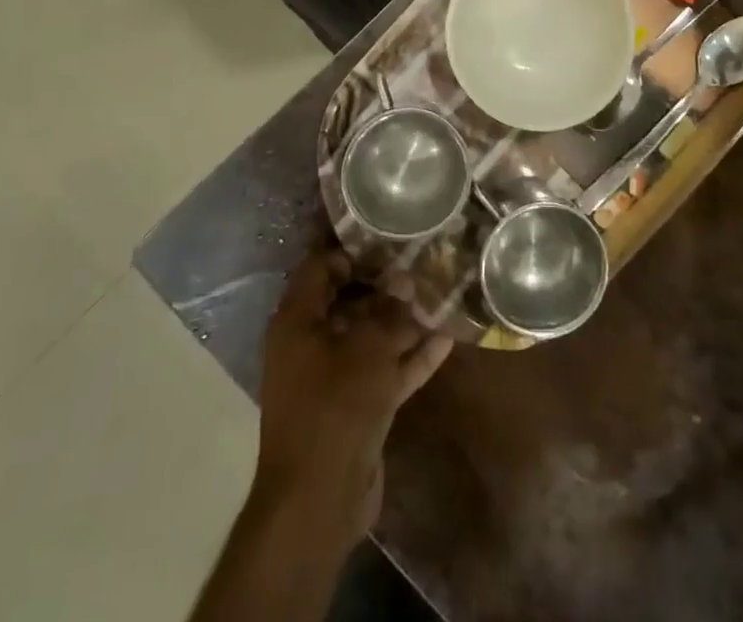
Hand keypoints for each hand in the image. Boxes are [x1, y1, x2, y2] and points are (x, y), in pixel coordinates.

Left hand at [254, 249, 453, 545]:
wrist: (319, 502)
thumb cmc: (334, 409)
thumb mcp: (366, 350)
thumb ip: (388, 310)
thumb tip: (405, 278)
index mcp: (297, 322)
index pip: (320, 268)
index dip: (353, 251)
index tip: (390, 240)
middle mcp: (311, 343)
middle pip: (349, 301)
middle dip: (386, 285)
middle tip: (424, 263)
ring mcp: (333, 377)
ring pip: (370, 337)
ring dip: (403, 321)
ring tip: (440, 295)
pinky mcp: (355, 406)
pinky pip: (383, 369)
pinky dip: (409, 356)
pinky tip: (445, 338)